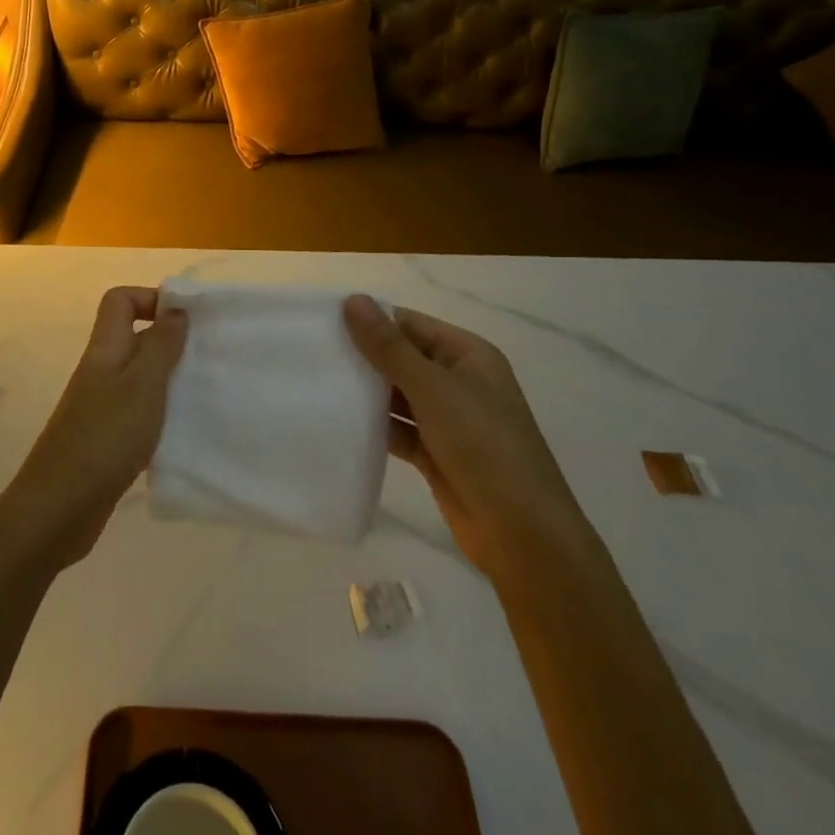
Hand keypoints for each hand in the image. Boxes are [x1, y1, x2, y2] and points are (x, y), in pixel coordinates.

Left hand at [0, 287, 187, 573]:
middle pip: (133, 337)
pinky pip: (137, 413)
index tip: (187, 319)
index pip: (120, 301)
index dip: (151, 298)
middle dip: (170, 341)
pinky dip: (159, 416)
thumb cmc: (104, 437)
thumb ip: (161, 345)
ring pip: (138, 377)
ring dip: (168, 380)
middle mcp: (101, 371)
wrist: (58, 508)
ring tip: (202, 393)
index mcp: (105, 349)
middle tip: (206, 357)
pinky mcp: (105, 440)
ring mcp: (100, 407)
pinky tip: (182, 433)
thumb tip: (175, 309)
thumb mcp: (143, 385)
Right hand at [343, 295, 588, 577]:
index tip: (321, 320)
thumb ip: (389, 347)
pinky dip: (374, 425)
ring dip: (365, 392)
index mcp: (468, 354)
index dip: (369, 319)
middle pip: (402, 357)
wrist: (523, 535)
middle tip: (310, 351)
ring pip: (398, 395)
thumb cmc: (484, 446)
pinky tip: (338, 422)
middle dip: (363, 356)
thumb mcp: (433, 389)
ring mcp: (448, 419)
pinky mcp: (436, 453)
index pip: (409, 324)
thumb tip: (353, 299)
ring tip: (316, 382)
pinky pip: (398, 429)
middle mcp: (459, 381)